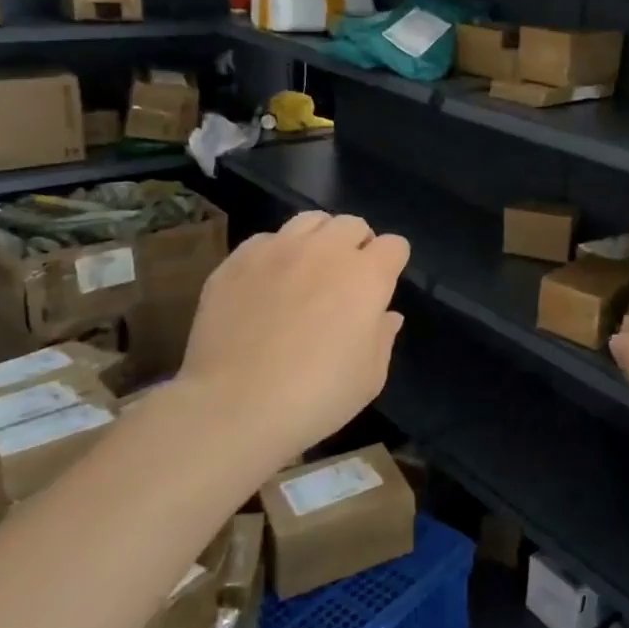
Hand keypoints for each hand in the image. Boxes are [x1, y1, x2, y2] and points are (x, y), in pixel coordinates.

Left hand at [177, 211, 408, 465]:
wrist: (234, 407)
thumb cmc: (316, 396)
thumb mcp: (370, 377)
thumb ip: (383, 337)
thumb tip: (386, 315)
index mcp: (367, 276)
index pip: (394, 245)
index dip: (392, 263)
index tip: (383, 286)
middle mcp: (325, 250)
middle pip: (353, 224)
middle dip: (358, 244)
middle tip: (348, 278)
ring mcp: (277, 250)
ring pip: (310, 221)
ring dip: (319, 239)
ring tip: (309, 269)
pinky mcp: (237, 260)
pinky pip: (267, 239)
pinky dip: (276, 253)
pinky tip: (268, 284)